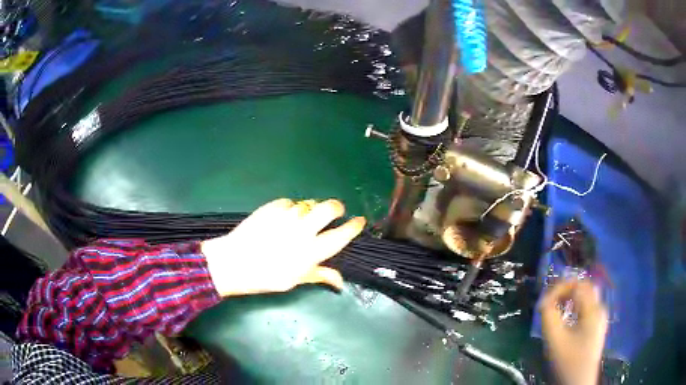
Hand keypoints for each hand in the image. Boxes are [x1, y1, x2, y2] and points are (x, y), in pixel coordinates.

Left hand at [201, 198, 365, 296]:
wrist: (234, 263)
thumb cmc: (266, 277)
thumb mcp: (295, 280)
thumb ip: (320, 275)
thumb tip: (340, 283)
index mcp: (312, 251)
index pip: (341, 235)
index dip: (354, 226)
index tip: (360, 221)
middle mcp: (304, 230)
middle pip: (330, 209)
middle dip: (337, 208)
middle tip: (335, 212)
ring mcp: (288, 216)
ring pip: (309, 203)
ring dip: (312, 209)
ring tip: (306, 217)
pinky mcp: (272, 207)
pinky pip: (289, 202)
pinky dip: (292, 208)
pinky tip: (285, 216)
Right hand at [540, 280, 608, 384]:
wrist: (578, 383)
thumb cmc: (568, 362)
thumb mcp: (555, 340)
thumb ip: (548, 316)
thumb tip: (544, 300)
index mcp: (593, 310)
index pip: (579, 284)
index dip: (561, 286)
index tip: (545, 299)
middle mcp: (600, 309)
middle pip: (584, 288)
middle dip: (566, 290)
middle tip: (549, 301)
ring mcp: (600, 317)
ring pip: (586, 297)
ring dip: (570, 298)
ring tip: (556, 308)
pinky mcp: (597, 326)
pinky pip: (587, 307)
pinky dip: (575, 306)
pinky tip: (566, 318)